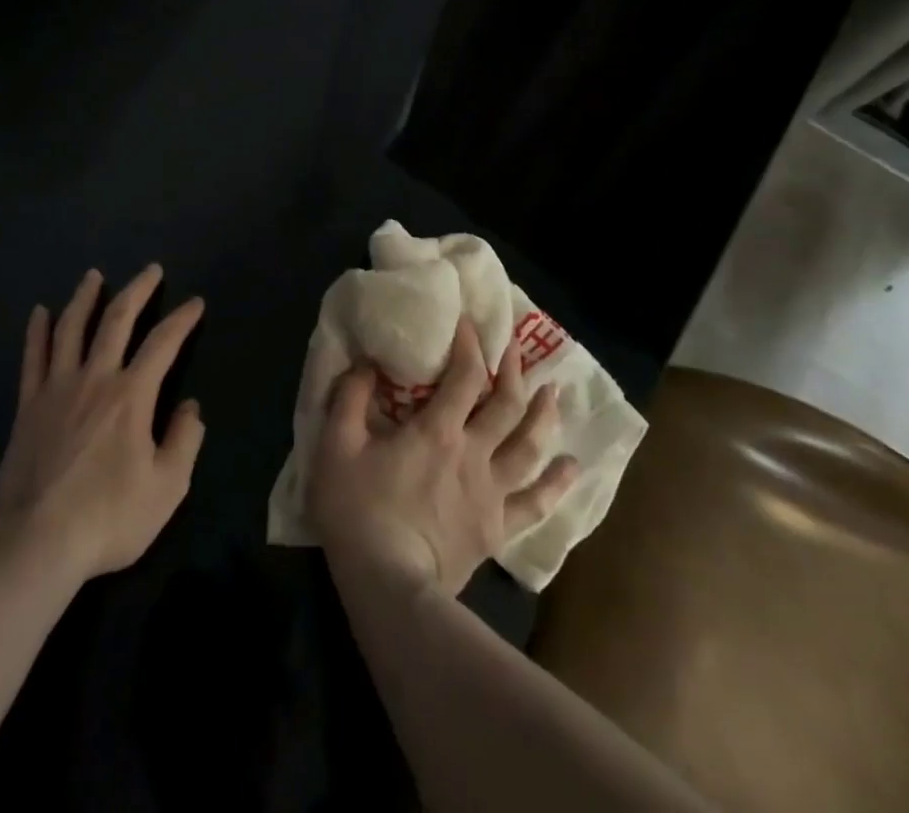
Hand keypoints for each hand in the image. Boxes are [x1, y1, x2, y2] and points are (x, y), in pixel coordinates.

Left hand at [0, 264, 205, 581]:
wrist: (35, 542)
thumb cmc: (108, 517)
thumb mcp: (167, 488)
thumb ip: (185, 441)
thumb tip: (191, 406)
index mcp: (132, 395)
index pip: (163, 343)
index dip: (182, 319)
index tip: (195, 303)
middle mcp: (95, 378)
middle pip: (117, 320)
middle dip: (137, 290)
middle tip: (151, 269)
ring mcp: (57, 388)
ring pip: (71, 328)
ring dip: (85, 297)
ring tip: (93, 276)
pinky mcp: (28, 405)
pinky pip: (33, 358)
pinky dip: (37, 331)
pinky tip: (40, 312)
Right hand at [309, 317, 579, 595]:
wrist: (389, 587)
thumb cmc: (359, 511)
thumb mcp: (336, 446)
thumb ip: (350, 399)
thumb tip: (366, 365)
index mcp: (437, 431)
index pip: (465, 376)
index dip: (470, 345)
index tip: (469, 321)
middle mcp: (474, 454)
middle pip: (506, 404)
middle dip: (513, 370)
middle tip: (515, 347)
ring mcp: (491, 493)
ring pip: (530, 447)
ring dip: (544, 416)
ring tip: (555, 393)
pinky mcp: (498, 528)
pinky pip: (536, 504)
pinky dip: (557, 484)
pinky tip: (572, 468)